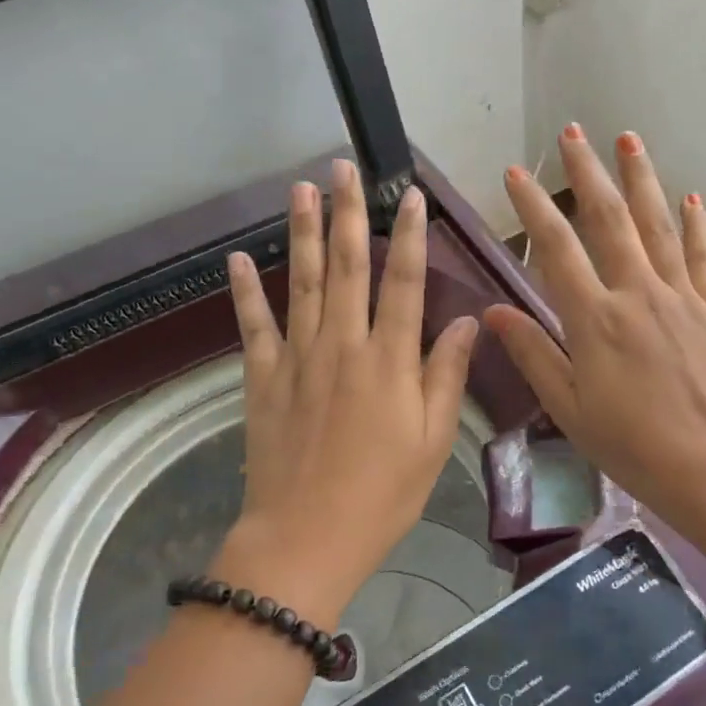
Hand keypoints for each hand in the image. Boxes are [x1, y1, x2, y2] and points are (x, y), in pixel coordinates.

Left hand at [212, 159, 479, 626]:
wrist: (305, 538)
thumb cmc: (382, 494)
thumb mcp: (432, 440)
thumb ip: (446, 374)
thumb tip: (469, 321)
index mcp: (389, 360)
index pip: (403, 282)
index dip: (409, 235)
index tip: (410, 195)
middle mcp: (343, 345)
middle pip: (346, 267)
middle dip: (347, 213)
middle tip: (343, 167)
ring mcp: (298, 357)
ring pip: (300, 282)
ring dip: (300, 232)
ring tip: (300, 188)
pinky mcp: (263, 378)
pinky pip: (253, 325)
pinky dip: (244, 290)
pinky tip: (236, 257)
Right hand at [484, 126, 705, 541]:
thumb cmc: (633, 446)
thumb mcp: (569, 408)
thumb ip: (532, 353)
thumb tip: (493, 310)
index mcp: (594, 319)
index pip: (555, 248)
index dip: (533, 206)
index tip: (516, 172)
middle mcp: (637, 293)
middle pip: (609, 220)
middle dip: (587, 172)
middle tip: (573, 131)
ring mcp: (680, 297)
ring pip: (657, 225)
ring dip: (641, 179)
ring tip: (628, 139)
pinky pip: (704, 257)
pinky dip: (697, 225)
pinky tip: (692, 198)